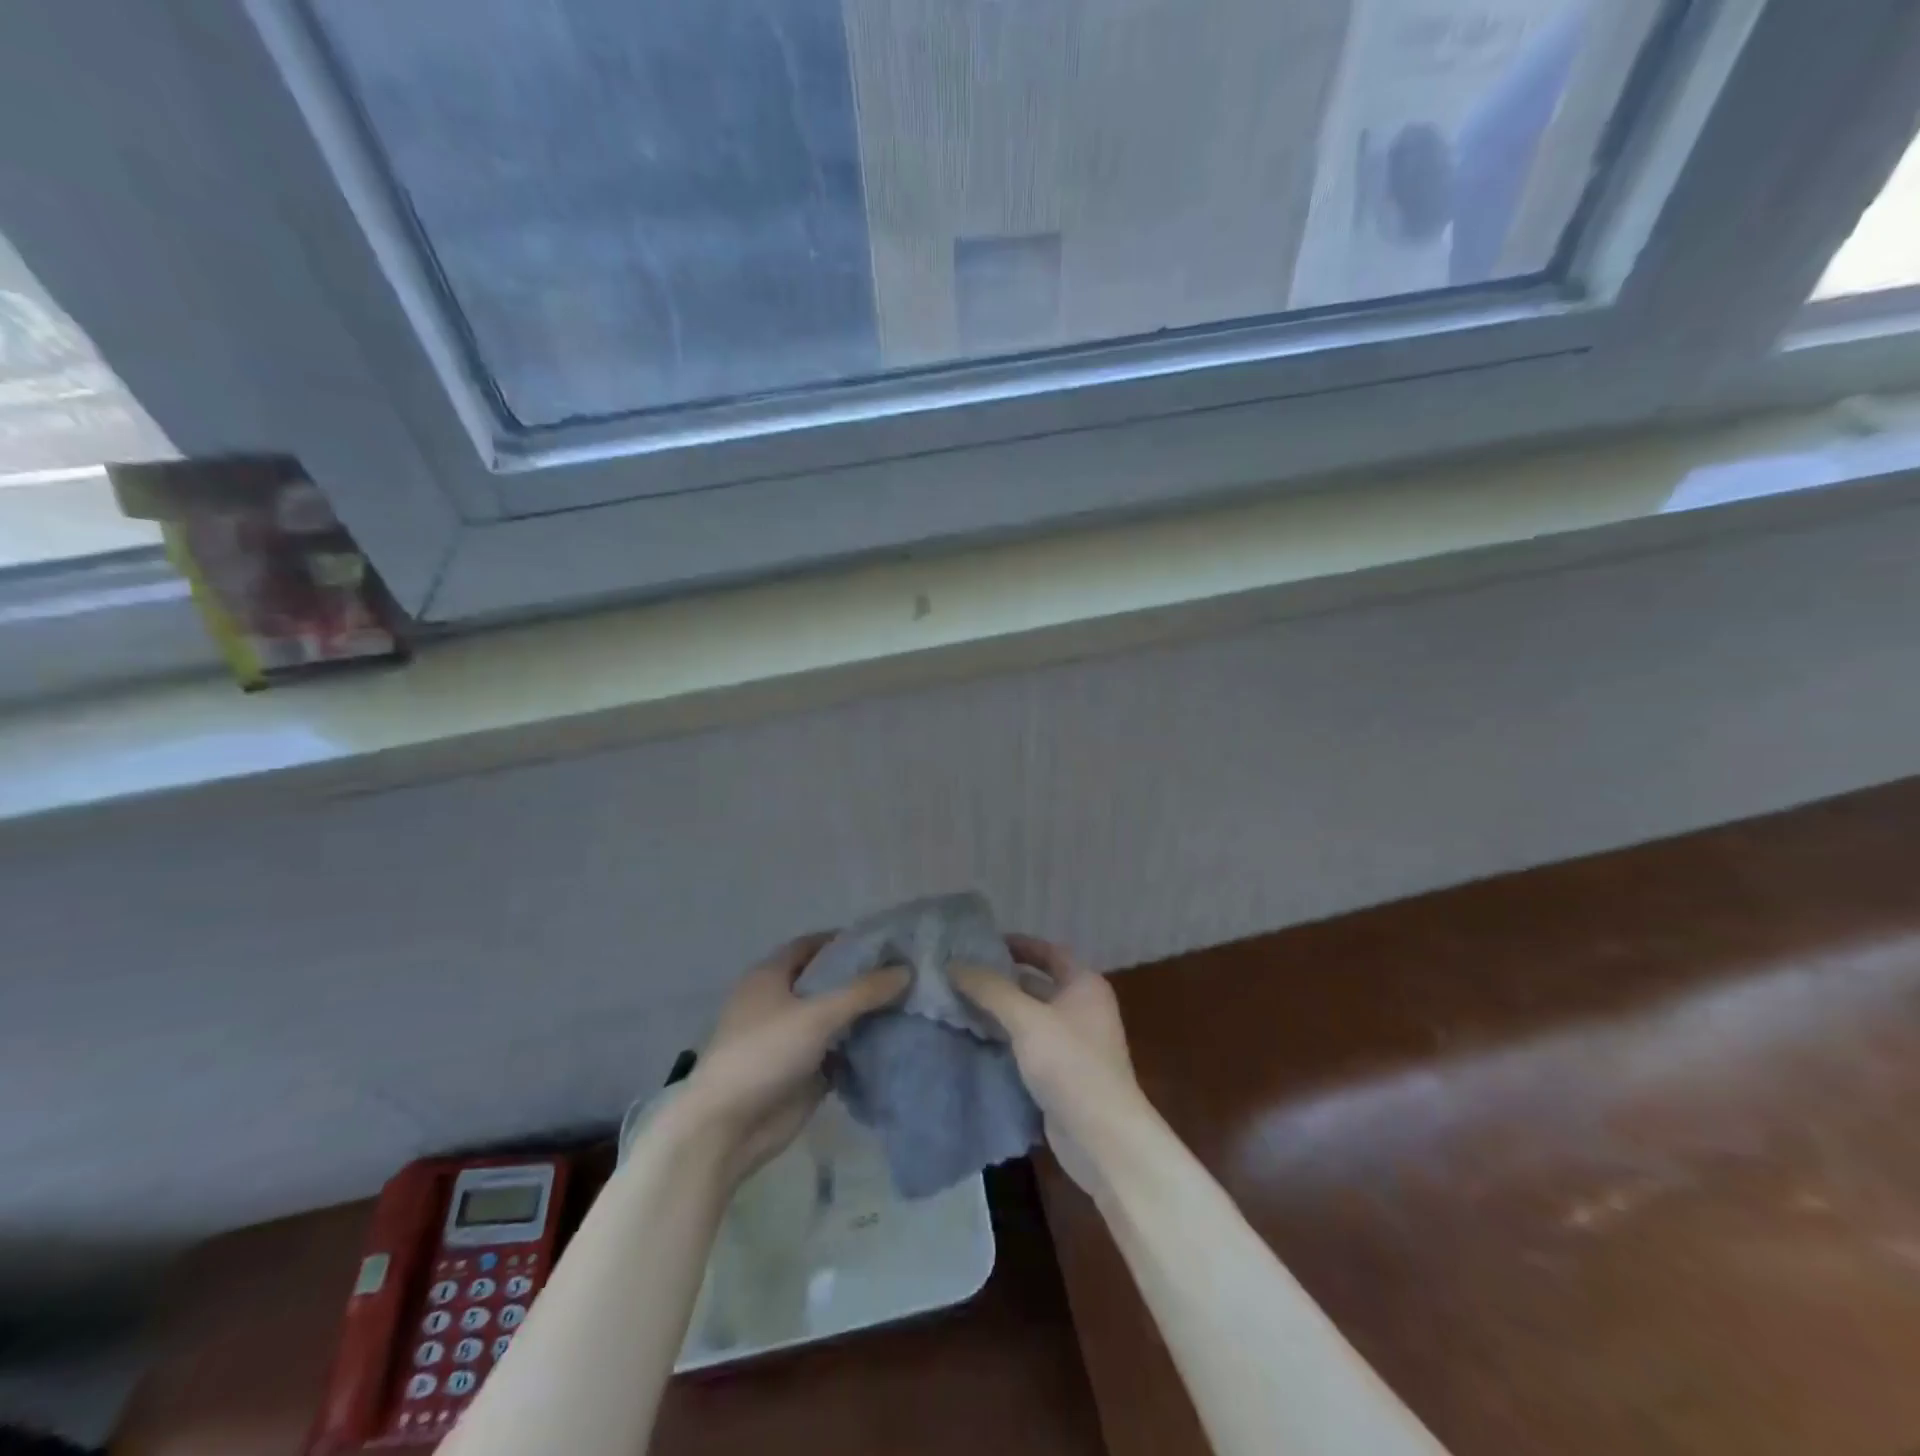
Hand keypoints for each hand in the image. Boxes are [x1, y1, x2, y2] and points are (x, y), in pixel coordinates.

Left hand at [675, 935, 907, 1185]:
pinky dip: (862, 1046)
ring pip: (835, 1017)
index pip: (812, 945)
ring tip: (911, 1002)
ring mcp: (792, 1039)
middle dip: (862, 978)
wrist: (727, 1128)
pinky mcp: (804, 1071)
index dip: (844, 941)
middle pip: (827, 981)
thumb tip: (906, 970)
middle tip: (907, 972)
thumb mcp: (816, 1015)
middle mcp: (780, 1002)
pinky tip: (896, 1039)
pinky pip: (839, 1050)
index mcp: (770, 976)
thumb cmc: (764, 1054)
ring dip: (865, 1014)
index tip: (884, 942)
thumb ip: (863, 992)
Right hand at [954, 935, 1141, 1190]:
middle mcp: (1082, 1009)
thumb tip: (954, 964)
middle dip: (1002, 980)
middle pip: (1038, 984)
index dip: (1019, 944)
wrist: (1102, 1137)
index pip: (1049, 952)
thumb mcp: (1027, 1019)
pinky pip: (1029, 1046)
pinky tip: (975, 1040)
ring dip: (1000, 1012)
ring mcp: (1074, 1044)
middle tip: (961, 975)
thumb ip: (990, 989)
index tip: (983, 943)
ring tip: (959, 1004)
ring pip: (1030, 1017)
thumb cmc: (1071, 1064)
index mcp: (1084, 985)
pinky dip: (1006, 1040)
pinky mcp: (1062, 1074)